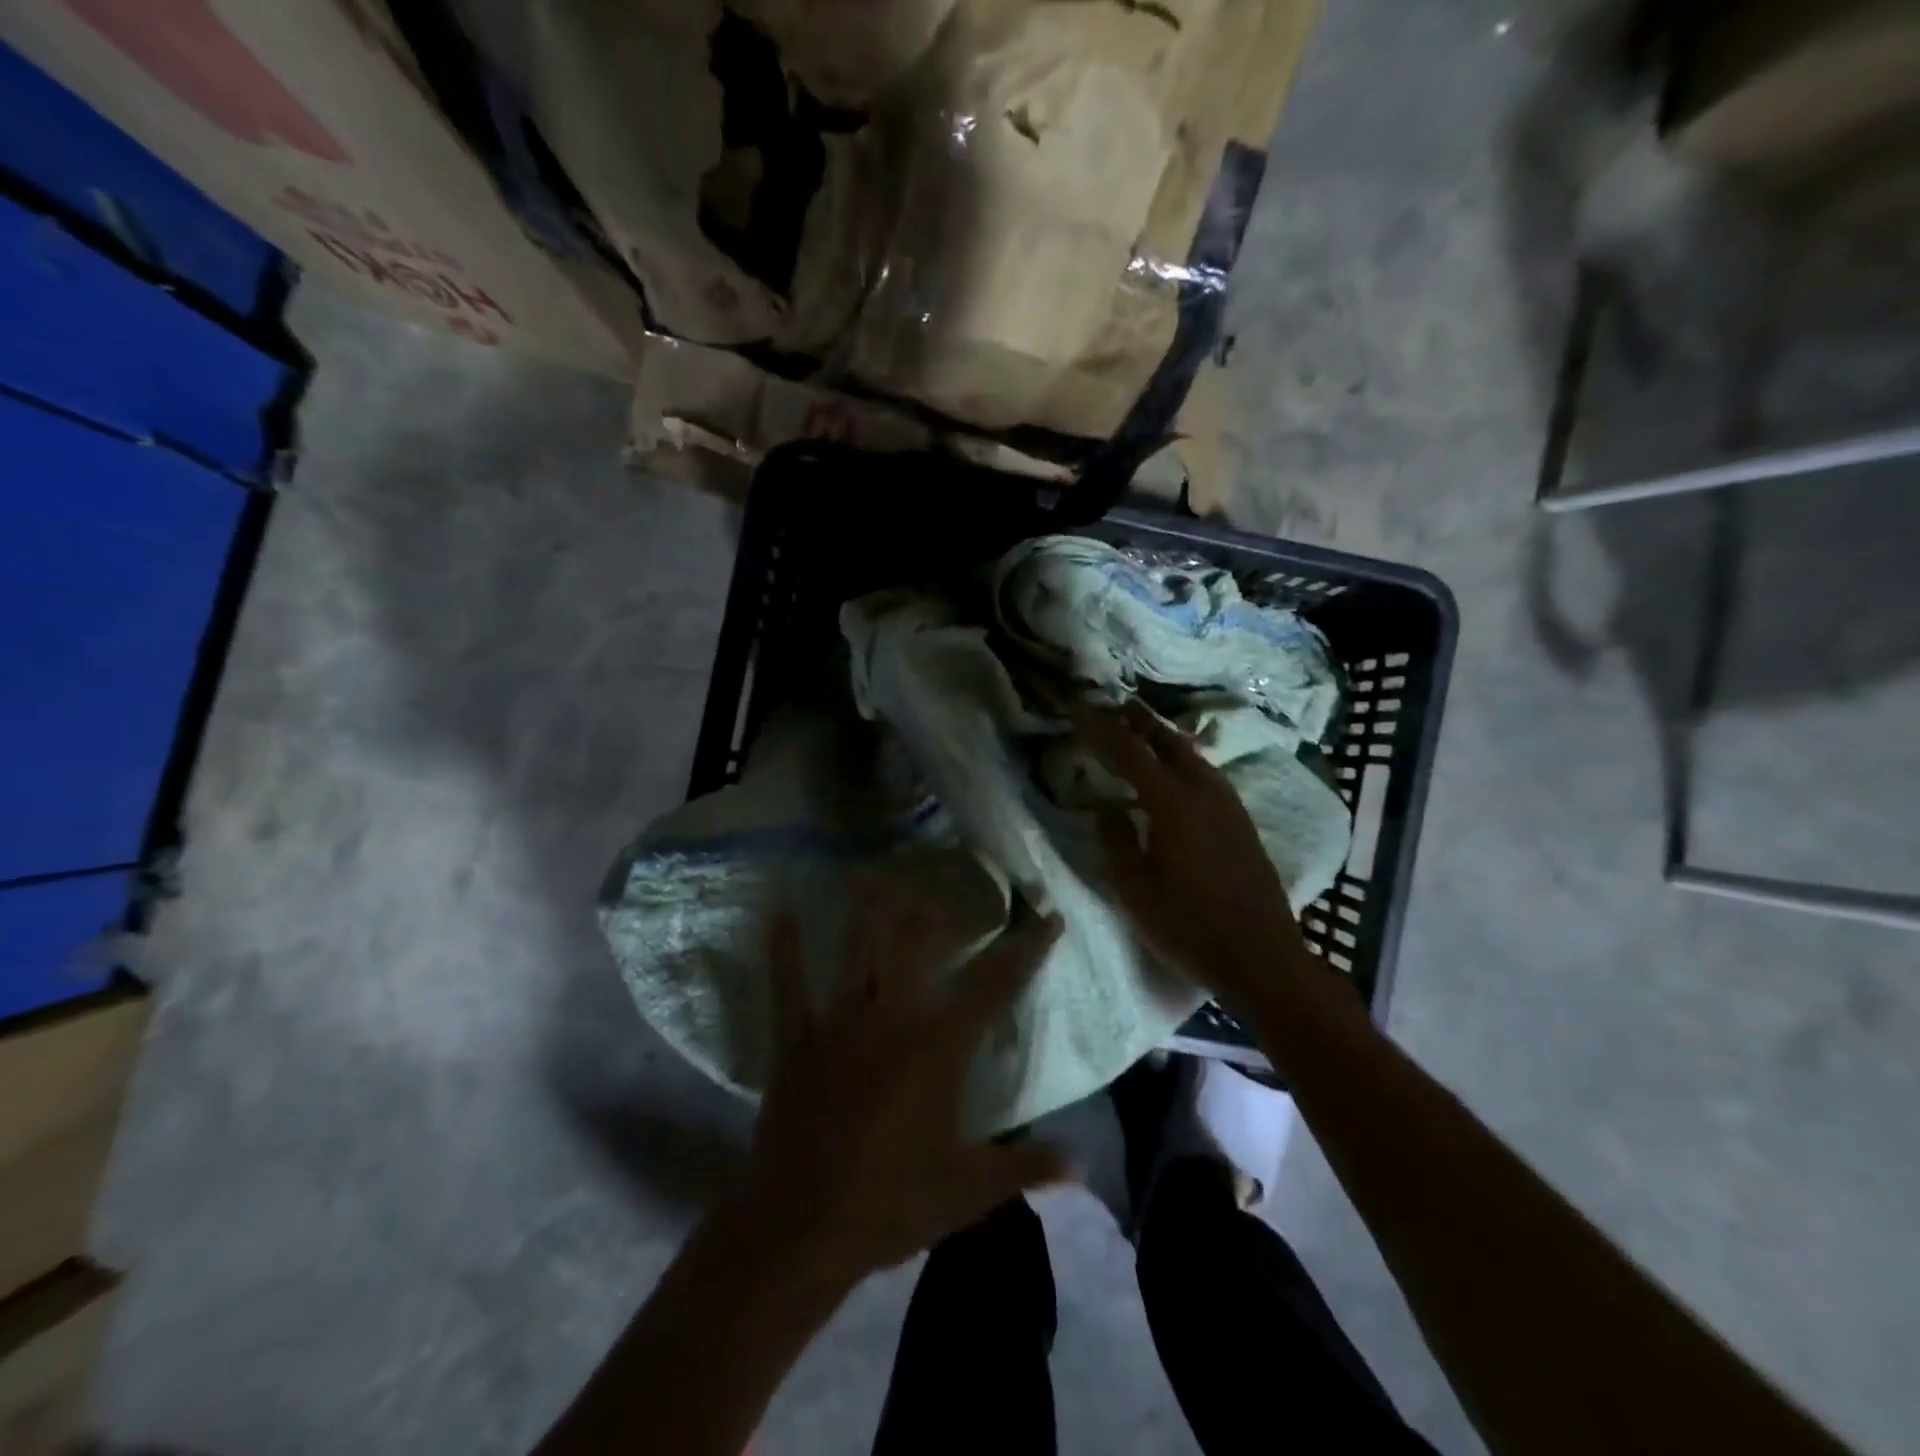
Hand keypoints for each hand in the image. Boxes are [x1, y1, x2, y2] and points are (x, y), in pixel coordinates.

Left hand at [743, 891, 1070, 1283]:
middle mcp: (892, 1017)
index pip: (996, 985)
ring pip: (856, 950)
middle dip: (933, 911)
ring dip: (867, 910)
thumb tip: (1083, 1163)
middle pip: (916, 945)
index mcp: (939, 1046)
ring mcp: (840, 1023)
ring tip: (874, 873)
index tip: (1049, 916)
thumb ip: (1027, 1166)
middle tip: (942, 884)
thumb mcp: (969, 1189)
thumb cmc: (892, 1203)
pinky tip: (780, 914)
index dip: (1027, 948)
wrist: (802, 1226)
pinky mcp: (798, 1040)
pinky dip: (784, 950)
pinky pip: (789, 986)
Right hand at [1072, 701, 1311, 1004]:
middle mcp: (1204, 791)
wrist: (1262, 956)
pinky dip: (1181, 758)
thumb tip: (1107, 809)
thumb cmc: (1189, 926)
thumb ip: (1116, 841)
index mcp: (1172, 803)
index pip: (1128, 751)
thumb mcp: (1135, 889)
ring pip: (1191, 754)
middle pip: (1166, 740)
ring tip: (1139, 730)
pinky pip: (1205, 772)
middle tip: (1112, 705)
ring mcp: (1228, 804)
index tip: (1078, 706)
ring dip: (1161, 737)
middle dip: (1137, 720)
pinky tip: (1174, 770)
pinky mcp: (1241, 820)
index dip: (1100, 727)